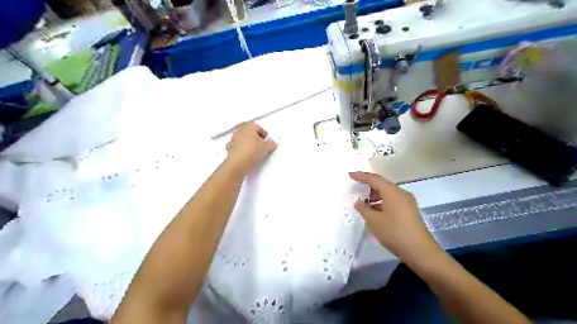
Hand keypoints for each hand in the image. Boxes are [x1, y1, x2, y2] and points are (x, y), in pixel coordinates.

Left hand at [226, 123, 277, 175]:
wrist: (238, 163)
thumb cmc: (252, 150)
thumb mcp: (266, 147)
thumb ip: (271, 144)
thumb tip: (272, 144)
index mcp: (248, 126)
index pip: (258, 127)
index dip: (264, 134)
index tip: (268, 141)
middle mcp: (239, 131)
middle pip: (249, 133)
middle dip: (256, 138)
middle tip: (262, 145)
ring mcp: (233, 140)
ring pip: (243, 140)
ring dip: (248, 144)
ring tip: (255, 152)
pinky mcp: (230, 150)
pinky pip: (238, 148)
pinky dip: (243, 151)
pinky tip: (247, 157)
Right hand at [349, 172, 440, 265]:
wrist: (420, 251)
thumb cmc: (394, 232)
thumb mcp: (374, 221)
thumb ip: (364, 209)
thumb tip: (358, 202)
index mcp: (392, 192)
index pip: (374, 179)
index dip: (361, 176)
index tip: (350, 175)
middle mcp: (401, 193)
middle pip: (382, 185)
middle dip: (368, 187)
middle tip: (356, 192)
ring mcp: (407, 202)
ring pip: (387, 194)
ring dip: (375, 197)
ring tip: (363, 205)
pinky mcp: (409, 211)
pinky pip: (392, 202)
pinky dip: (382, 203)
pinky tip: (375, 213)